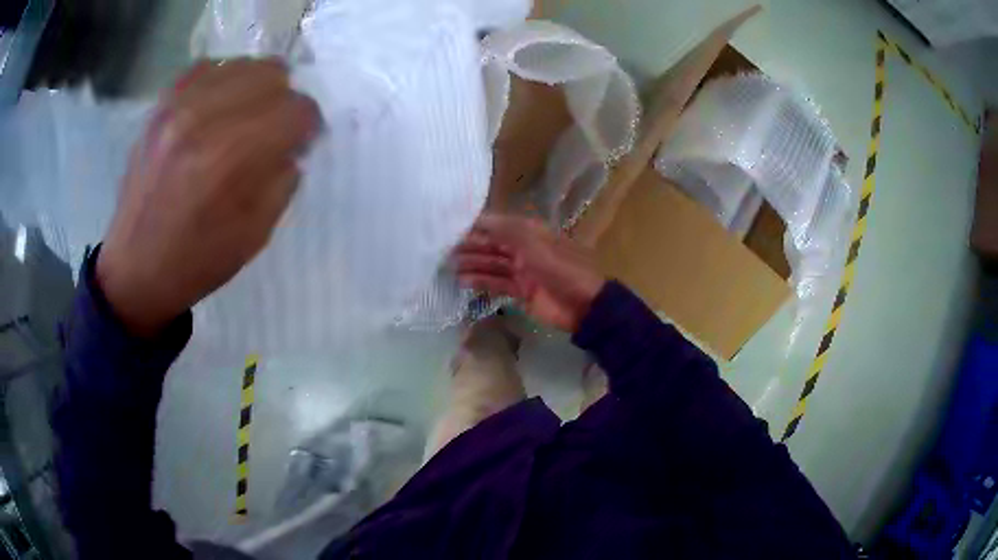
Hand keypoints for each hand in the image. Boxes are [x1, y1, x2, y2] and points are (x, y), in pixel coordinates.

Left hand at [96, 59, 321, 336]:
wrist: (135, 270)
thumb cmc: (196, 262)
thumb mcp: (255, 234)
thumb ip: (284, 178)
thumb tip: (293, 143)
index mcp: (228, 159)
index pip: (297, 110)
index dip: (308, 126)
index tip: (301, 142)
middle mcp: (202, 119)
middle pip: (273, 75)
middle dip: (284, 102)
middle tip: (274, 129)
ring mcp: (176, 105)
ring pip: (243, 64)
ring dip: (256, 89)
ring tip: (246, 117)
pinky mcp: (159, 105)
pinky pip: (208, 67)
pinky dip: (223, 82)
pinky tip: (218, 107)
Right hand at [455, 213, 605, 332]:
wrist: (584, 305)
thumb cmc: (562, 269)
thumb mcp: (535, 246)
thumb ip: (506, 232)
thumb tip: (479, 218)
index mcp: (531, 233)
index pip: (499, 225)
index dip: (477, 225)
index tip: (452, 227)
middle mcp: (524, 249)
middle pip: (493, 244)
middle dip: (471, 245)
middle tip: (445, 249)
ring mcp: (523, 271)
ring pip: (492, 264)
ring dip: (473, 264)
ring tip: (449, 266)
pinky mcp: (521, 291)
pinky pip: (497, 283)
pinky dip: (481, 282)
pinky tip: (463, 281)